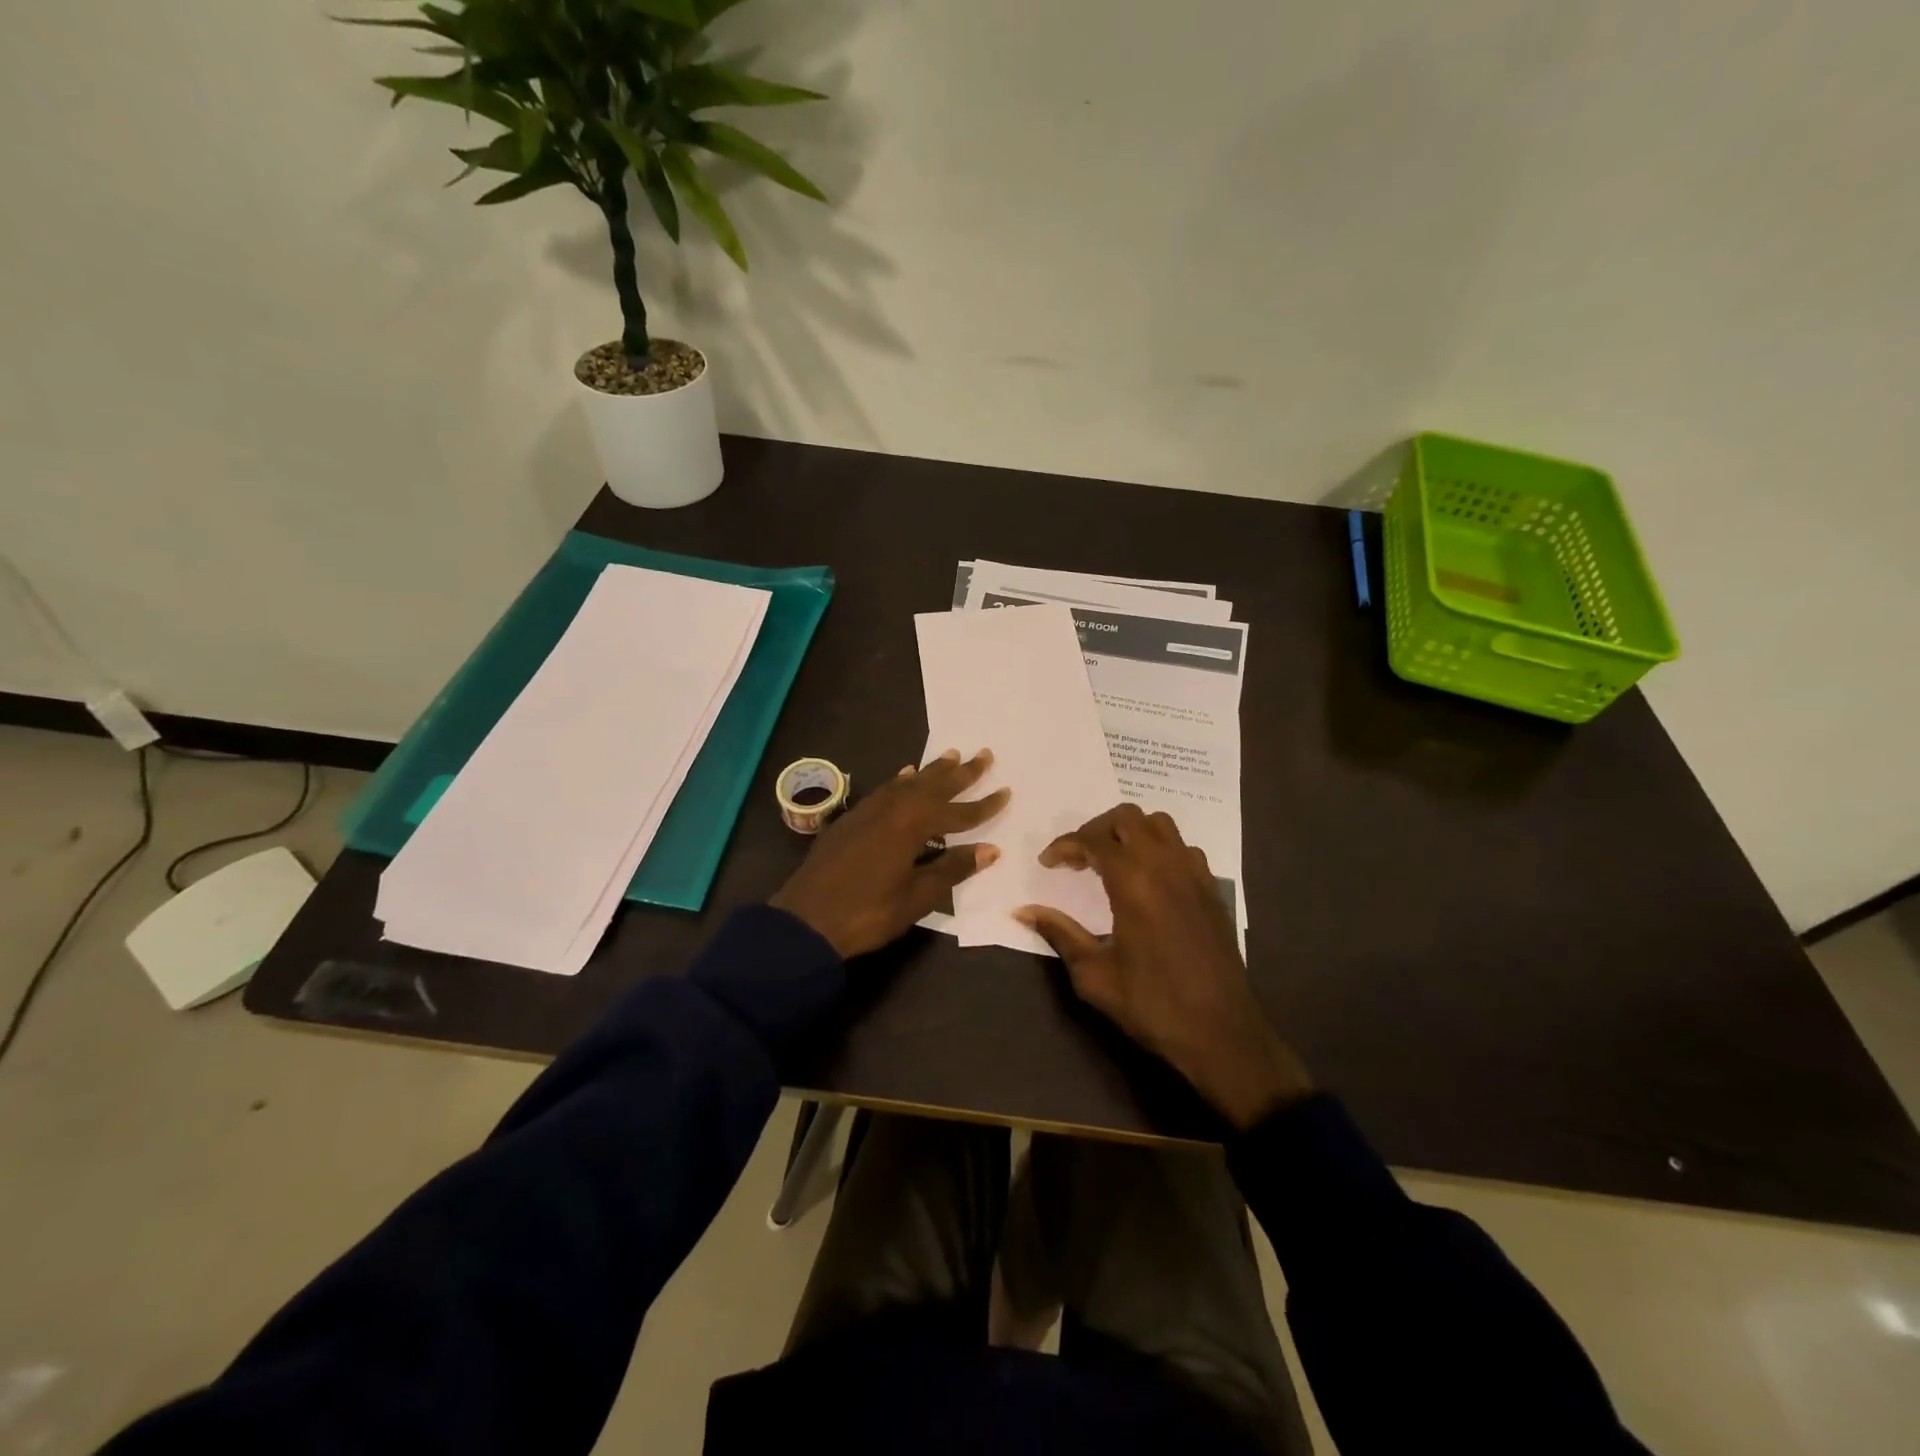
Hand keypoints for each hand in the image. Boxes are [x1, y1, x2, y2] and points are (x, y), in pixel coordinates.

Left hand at [771, 748, 1009, 958]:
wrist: (806, 920)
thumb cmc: (868, 913)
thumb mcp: (916, 896)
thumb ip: (952, 869)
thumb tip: (990, 850)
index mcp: (911, 826)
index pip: (957, 814)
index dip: (983, 806)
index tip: (1006, 792)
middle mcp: (892, 810)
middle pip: (933, 787)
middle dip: (961, 773)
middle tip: (984, 754)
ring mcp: (868, 812)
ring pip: (907, 784)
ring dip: (931, 771)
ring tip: (950, 755)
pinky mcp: (850, 820)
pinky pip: (884, 791)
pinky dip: (900, 782)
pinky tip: (904, 776)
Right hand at [1015, 803, 1311, 1129]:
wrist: (1221, 1033)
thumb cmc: (1152, 1004)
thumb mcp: (1094, 975)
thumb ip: (1059, 933)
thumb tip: (1022, 911)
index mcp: (1134, 882)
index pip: (1093, 839)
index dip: (1064, 845)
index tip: (1048, 864)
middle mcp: (1166, 865)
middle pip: (1127, 817)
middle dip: (1096, 828)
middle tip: (1078, 858)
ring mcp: (1195, 874)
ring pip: (1159, 824)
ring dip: (1130, 832)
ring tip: (1112, 861)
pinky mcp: (1212, 889)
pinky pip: (1182, 848)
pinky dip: (1159, 849)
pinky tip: (1148, 880)